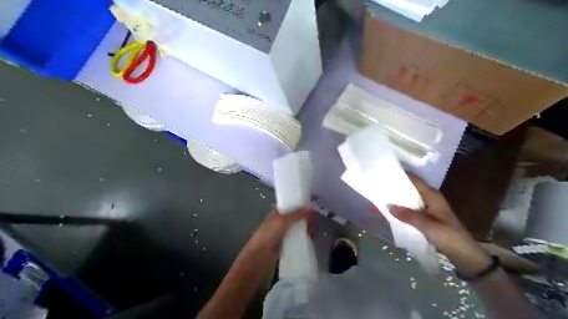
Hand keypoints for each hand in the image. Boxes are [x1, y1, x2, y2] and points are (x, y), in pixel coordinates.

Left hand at [242, 205, 314, 262]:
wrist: (260, 255)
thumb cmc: (268, 234)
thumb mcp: (282, 221)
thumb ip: (297, 213)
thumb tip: (312, 205)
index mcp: (279, 211)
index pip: (292, 203)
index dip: (302, 202)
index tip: (313, 204)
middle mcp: (284, 218)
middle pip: (300, 214)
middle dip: (308, 216)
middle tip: (312, 221)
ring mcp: (287, 229)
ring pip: (301, 224)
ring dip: (309, 225)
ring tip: (312, 231)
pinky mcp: (290, 240)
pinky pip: (301, 234)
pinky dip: (307, 234)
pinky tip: (311, 236)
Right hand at [391, 176, 487, 274]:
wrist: (466, 256)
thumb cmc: (449, 236)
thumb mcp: (427, 226)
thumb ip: (408, 215)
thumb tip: (389, 206)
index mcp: (432, 196)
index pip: (415, 180)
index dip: (402, 176)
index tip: (387, 174)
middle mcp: (430, 199)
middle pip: (412, 189)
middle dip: (398, 188)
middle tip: (381, 186)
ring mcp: (430, 209)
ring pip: (411, 200)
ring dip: (400, 199)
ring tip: (383, 197)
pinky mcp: (428, 218)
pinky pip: (412, 210)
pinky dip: (404, 209)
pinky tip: (393, 212)